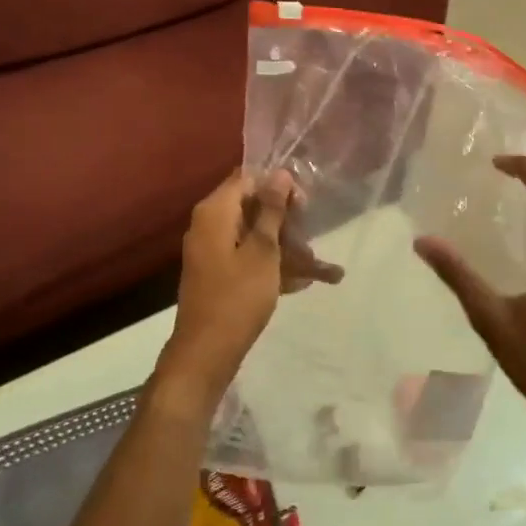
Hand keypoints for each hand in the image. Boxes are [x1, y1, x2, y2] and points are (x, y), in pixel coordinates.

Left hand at [154, 168, 304, 411]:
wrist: (206, 352)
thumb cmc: (238, 296)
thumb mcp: (263, 251)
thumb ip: (271, 210)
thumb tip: (279, 173)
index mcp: (215, 212)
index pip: (248, 179)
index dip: (278, 186)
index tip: (305, 205)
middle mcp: (209, 225)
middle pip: (252, 207)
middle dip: (286, 221)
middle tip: (312, 237)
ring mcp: (212, 251)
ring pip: (254, 236)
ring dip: (286, 248)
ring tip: (319, 267)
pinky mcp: (218, 274)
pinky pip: (249, 259)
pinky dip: (273, 266)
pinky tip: (304, 282)